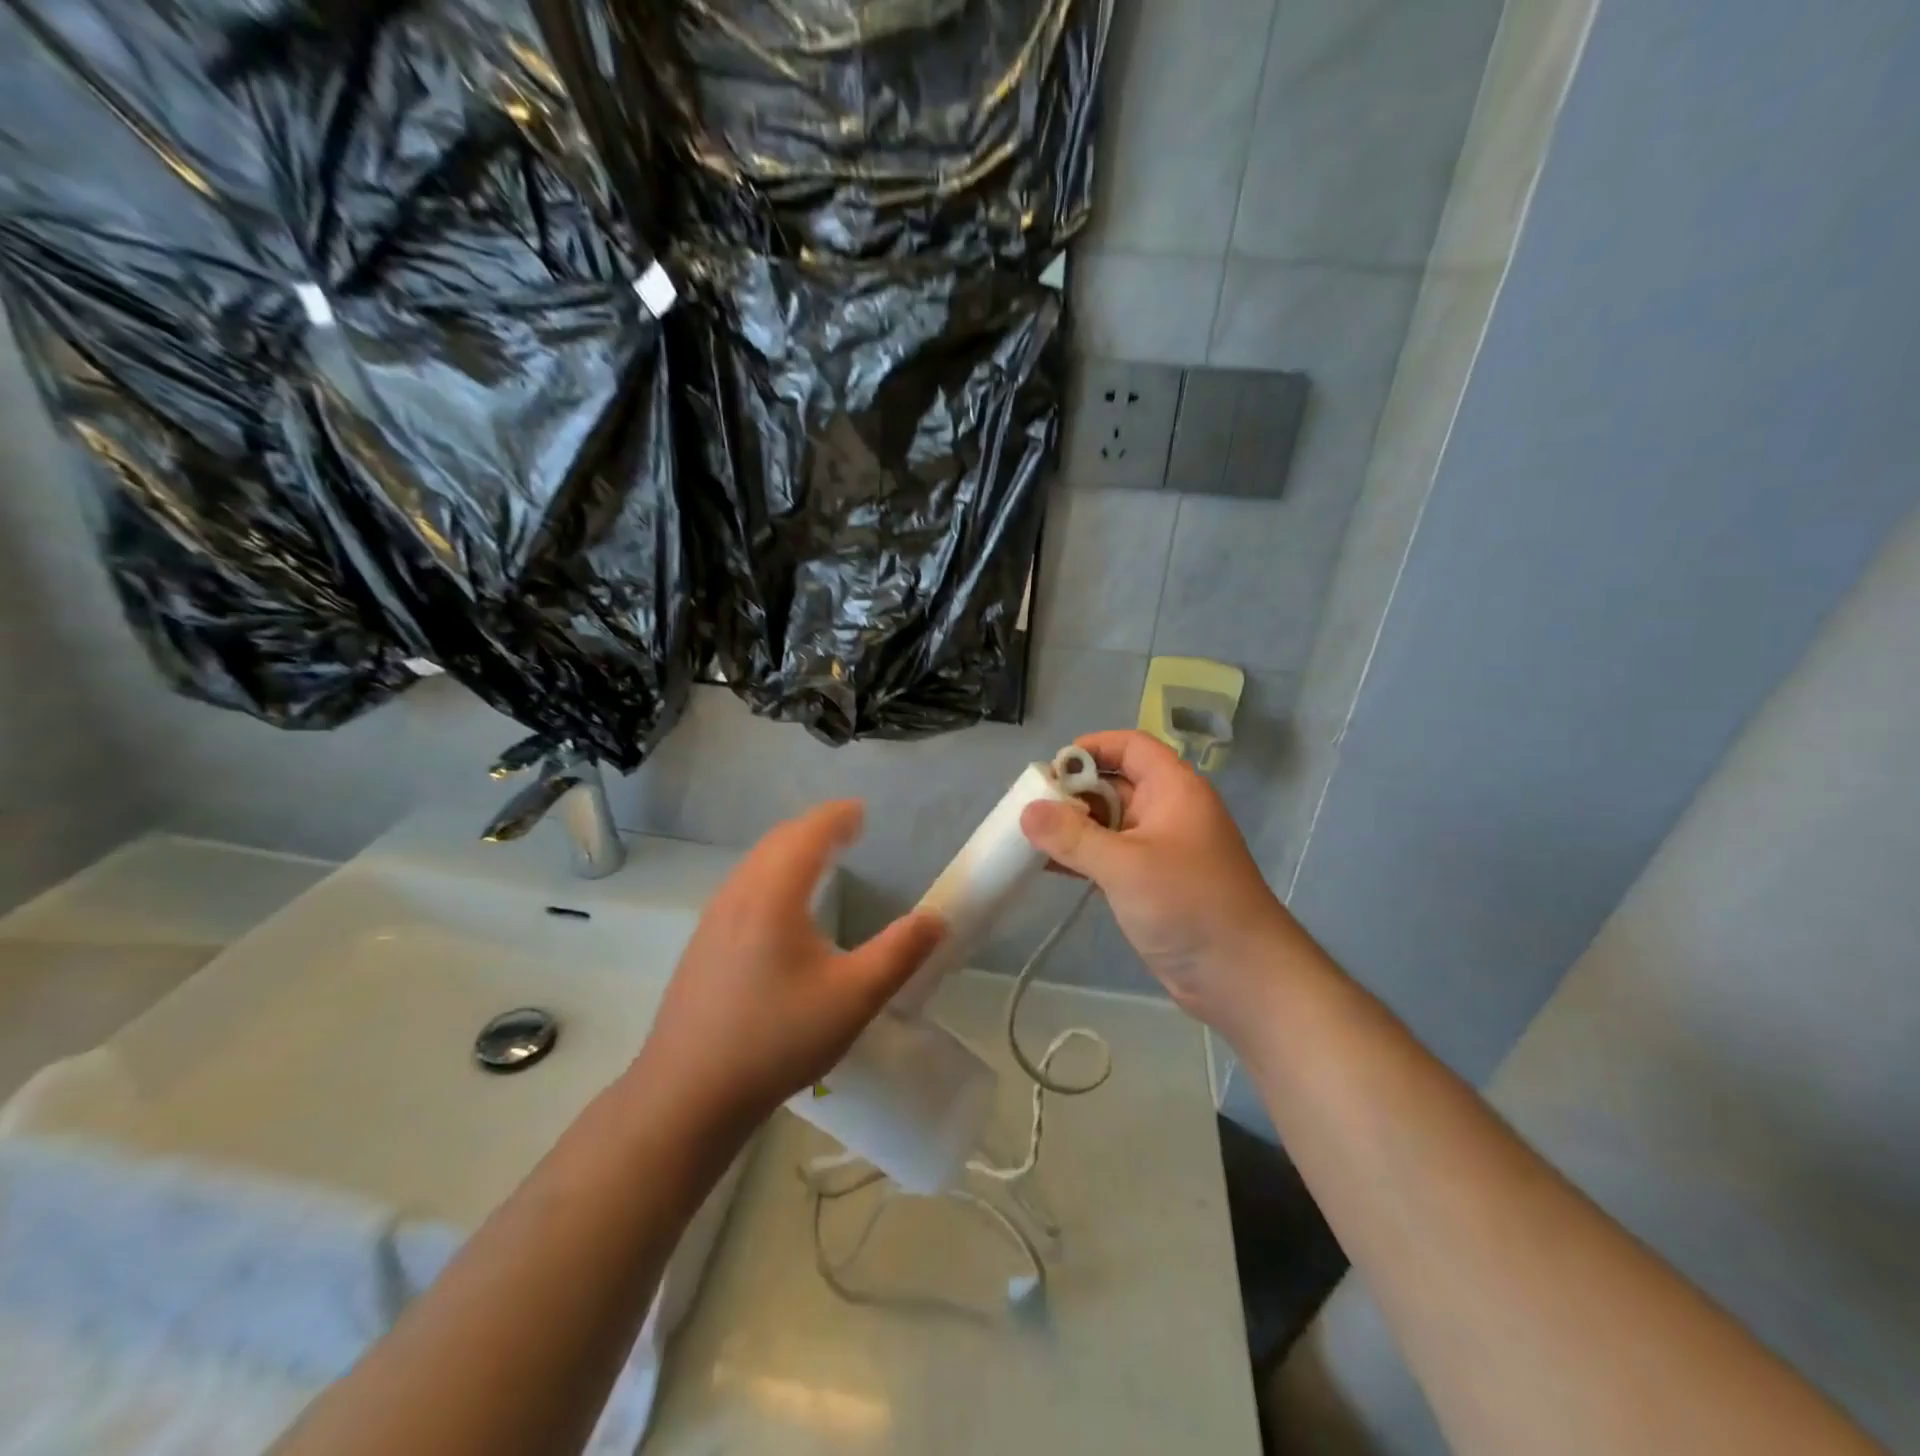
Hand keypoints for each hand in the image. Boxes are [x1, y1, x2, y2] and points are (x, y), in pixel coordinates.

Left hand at [631, 801, 944, 1135]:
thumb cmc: (775, 1040)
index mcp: (773, 896)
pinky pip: (743, 886)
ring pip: (755, 864)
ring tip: (820, 857)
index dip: (836, 817)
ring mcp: (713, 920)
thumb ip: (899, 954)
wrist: (687, 1094)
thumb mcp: (852, 999)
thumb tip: (937, 918)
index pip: (807, 835)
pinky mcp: (702, 944)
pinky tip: (782, 906)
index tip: (861, 811)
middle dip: (814, 828)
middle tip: (847, 828)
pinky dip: (771, 873)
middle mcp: (738, 895)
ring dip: (790, 849)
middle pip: (778, 842)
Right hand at [1020, 730, 1312, 1036]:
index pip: (1130, 746)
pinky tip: (1046, 866)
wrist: (1242, 976)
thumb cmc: (1189, 905)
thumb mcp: (1126, 866)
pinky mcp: (1150, 882)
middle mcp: (1167, 810)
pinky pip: (1108, 855)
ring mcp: (1159, 848)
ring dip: (1072, 827)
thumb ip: (1073, 837)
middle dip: (1072, 792)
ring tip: (1028, 836)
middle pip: (1113, 783)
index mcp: (1173, 789)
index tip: (1050, 769)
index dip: (1091, 748)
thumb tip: (1026, 811)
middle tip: (1029, 808)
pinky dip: (1081, 856)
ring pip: (1108, 822)